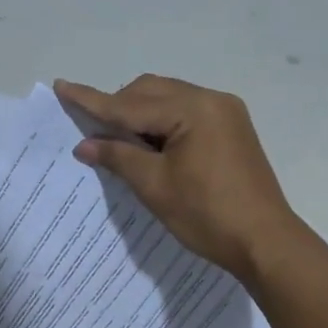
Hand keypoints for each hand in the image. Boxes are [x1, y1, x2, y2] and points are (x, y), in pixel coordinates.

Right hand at [54, 75, 299, 281]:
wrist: (265, 242)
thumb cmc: (207, 215)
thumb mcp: (155, 187)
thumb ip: (118, 157)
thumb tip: (84, 144)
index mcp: (192, 110)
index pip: (130, 104)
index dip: (92, 100)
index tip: (62, 86)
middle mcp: (211, 100)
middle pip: (150, 92)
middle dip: (118, 107)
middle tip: (93, 133)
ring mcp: (225, 113)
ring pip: (168, 99)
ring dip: (140, 114)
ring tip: (120, 142)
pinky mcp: (231, 129)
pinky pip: (186, 113)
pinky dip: (161, 123)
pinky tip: (150, 145)